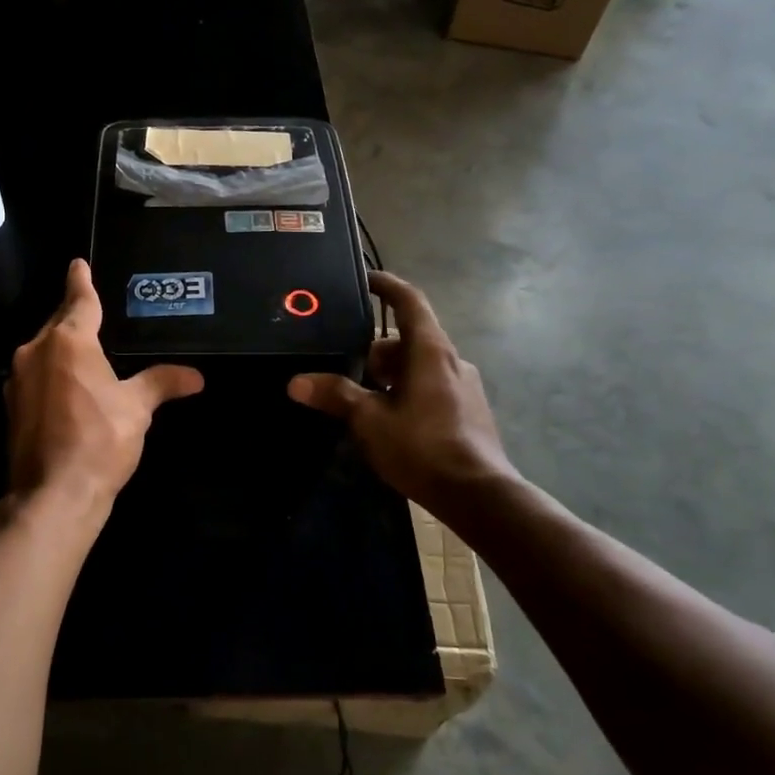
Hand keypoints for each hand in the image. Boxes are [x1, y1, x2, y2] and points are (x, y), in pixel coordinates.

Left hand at [4, 259, 203, 526]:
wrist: (52, 494)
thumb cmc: (99, 440)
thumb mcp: (137, 409)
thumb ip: (162, 384)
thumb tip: (196, 377)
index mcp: (68, 341)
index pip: (79, 300)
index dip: (81, 281)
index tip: (78, 264)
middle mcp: (35, 351)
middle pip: (57, 323)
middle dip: (72, 315)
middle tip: (90, 308)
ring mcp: (18, 379)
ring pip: (42, 350)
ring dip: (60, 347)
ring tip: (83, 351)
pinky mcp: (11, 407)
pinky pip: (35, 375)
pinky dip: (51, 372)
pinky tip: (65, 387)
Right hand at [288, 271, 519, 514]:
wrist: (479, 495)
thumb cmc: (422, 447)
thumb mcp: (370, 420)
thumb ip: (336, 395)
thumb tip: (296, 382)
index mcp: (430, 351)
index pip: (409, 301)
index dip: (387, 285)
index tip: (365, 279)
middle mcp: (452, 360)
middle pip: (409, 338)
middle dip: (377, 350)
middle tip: (349, 371)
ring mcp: (465, 386)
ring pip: (420, 365)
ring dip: (392, 374)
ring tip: (367, 401)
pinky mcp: (470, 410)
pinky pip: (432, 386)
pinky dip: (409, 391)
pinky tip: (393, 421)